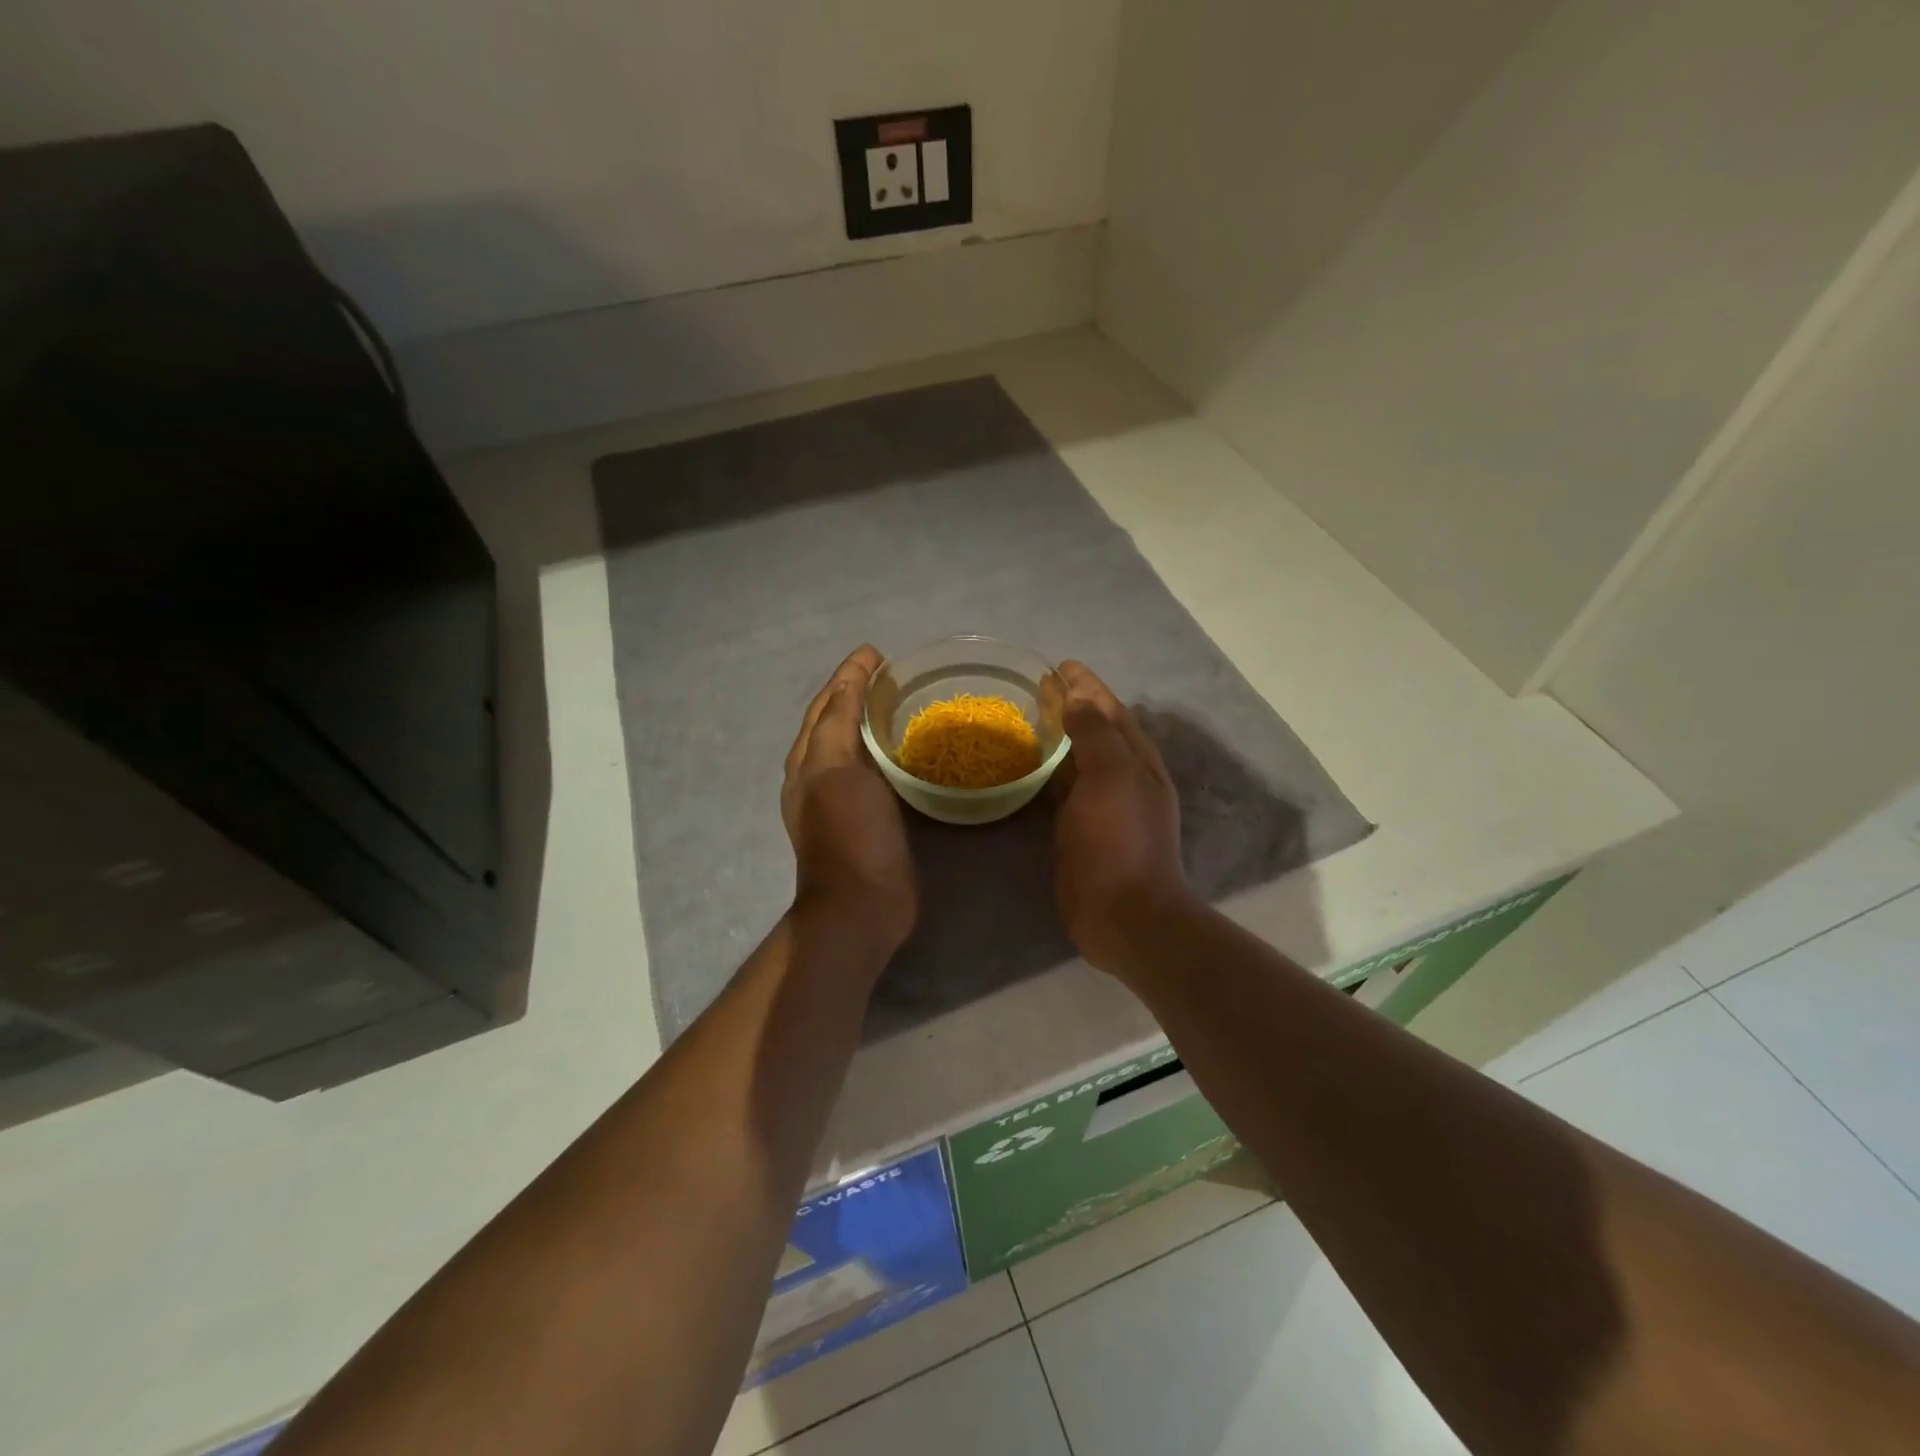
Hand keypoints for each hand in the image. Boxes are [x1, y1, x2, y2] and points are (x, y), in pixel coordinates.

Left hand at [783, 646, 916, 954]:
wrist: (861, 905)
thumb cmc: (849, 834)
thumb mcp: (837, 771)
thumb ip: (839, 724)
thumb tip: (847, 683)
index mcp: (808, 761)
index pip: (826, 705)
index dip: (847, 676)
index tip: (875, 652)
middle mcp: (820, 776)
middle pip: (836, 722)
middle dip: (857, 694)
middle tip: (892, 674)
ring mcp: (844, 800)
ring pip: (855, 747)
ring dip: (871, 721)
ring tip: (902, 702)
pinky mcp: (870, 818)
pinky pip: (876, 772)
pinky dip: (887, 752)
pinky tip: (909, 751)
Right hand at [1052, 661, 1193, 976]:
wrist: (1122, 914)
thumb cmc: (1119, 840)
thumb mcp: (1112, 777)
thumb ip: (1096, 734)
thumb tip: (1079, 700)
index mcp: (1137, 760)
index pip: (1111, 710)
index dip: (1088, 685)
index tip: (1060, 664)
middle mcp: (1123, 777)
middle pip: (1096, 730)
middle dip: (1072, 705)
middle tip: (1039, 686)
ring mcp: (1101, 805)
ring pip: (1078, 758)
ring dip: (1060, 735)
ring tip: (1031, 716)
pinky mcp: (1078, 828)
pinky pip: (1062, 787)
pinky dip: (1049, 769)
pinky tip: (1030, 764)